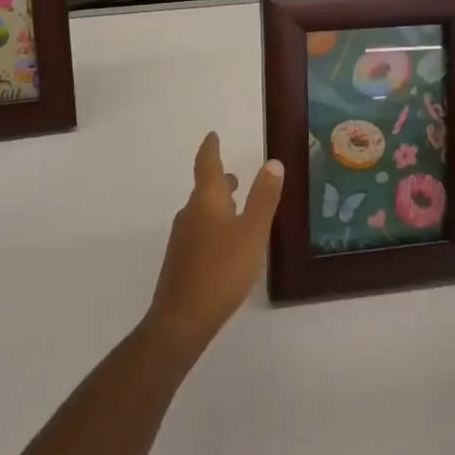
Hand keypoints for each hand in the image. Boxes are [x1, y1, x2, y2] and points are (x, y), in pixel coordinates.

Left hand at [145, 133, 284, 354]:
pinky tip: (227, 244)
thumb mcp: (252, 232)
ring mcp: (182, 237)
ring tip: (238, 209)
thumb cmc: (221, 270)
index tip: (213, 135)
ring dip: (219, 204)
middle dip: (220, 180)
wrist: (181, 318)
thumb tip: (272, 162)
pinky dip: (214, 225)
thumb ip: (263, 198)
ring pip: (202, 211)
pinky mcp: (181, 260)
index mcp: (206, 200)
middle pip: (205, 188)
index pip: (207, 164)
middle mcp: (190, 213)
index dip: (211, 148)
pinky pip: (200, 231)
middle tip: (236, 177)